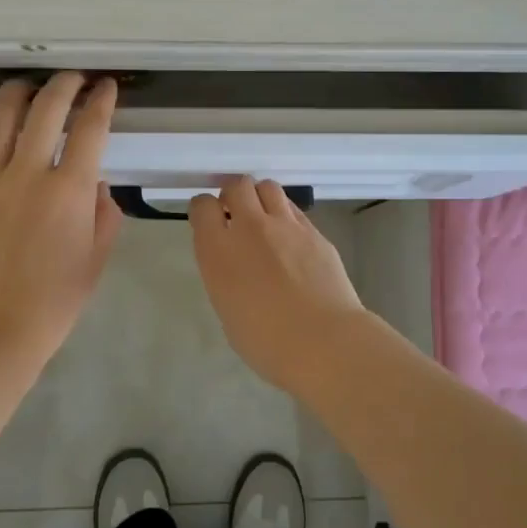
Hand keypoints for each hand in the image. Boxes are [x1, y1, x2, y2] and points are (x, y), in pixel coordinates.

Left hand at [0, 73, 121, 369]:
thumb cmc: (51, 303)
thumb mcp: (95, 261)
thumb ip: (103, 215)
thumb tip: (95, 182)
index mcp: (69, 192)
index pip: (90, 129)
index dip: (101, 101)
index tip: (106, 87)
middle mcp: (27, 174)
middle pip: (46, 110)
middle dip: (65, 84)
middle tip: (73, 78)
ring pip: (1, 116)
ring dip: (18, 91)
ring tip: (28, 84)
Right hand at [189, 177, 370, 390]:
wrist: (324, 342)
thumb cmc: (267, 342)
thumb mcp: (228, 310)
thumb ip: (225, 276)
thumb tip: (235, 264)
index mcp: (219, 251)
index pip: (202, 206)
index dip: (204, 209)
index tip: (208, 220)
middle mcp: (249, 228)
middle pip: (237, 185)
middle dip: (233, 194)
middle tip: (236, 214)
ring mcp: (286, 226)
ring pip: (268, 187)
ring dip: (260, 197)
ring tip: (264, 218)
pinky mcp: (314, 232)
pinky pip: (294, 210)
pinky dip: (286, 216)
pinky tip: (291, 239)